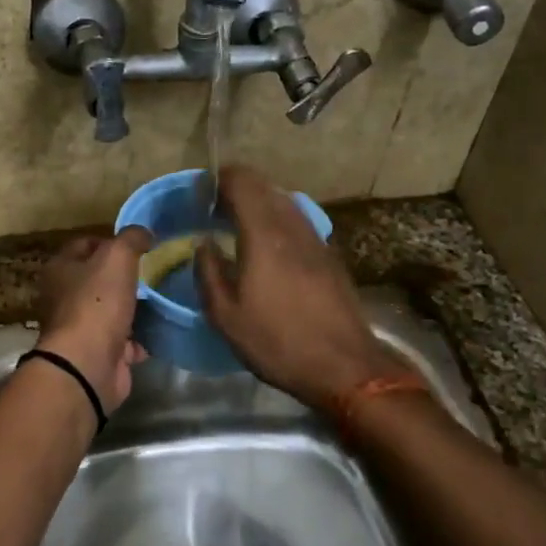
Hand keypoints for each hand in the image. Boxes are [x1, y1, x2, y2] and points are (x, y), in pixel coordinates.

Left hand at [34, 228, 153, 411]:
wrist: (88, 365)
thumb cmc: (97, 303)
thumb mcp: (117, 257)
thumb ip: (131, 239)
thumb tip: (143, 233)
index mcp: (60, 269)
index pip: (85, 244)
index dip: (111, 241)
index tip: (140, 245)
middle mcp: (65, 297)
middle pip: (100, 279)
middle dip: (126, 276)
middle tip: (156, 271)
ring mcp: (81, 328)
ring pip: (113, 311)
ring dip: (136, 308)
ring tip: (164, 297)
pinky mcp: (99, 355)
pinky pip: (124, 341)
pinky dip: (140, 339)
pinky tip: (160, 330)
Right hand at [196, 166, 402, 410]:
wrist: (344, 366)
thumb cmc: (278, 342)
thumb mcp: (226, 316)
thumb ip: (208, 272)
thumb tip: (203, 243)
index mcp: (264, 234)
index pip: (242, 181)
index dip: (219, 179)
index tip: (201, 193)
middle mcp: (293, 226)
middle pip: (264, 187)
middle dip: (237, 189)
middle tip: (214, 210)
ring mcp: (316, 239)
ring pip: (284, 202)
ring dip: (259, 204)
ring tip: (238, 227)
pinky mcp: (329, 255)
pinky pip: (298, 222)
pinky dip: (278, 221)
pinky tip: (268, 249)